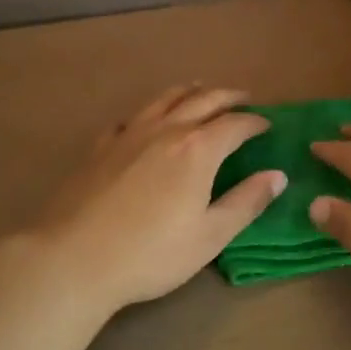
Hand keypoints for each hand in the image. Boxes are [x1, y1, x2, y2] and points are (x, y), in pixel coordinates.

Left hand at [29, 84, 284, 312]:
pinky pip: (132, 117)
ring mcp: (129, 134)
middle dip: (227, 96)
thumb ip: (246, 202)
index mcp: (198, 150)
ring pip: (165, 98)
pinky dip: (151, 111)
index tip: (267, 125)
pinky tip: (147, 120)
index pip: (235, 124)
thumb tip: (277, 176)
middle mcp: (166, 130)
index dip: (255, 122)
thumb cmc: (151, 254)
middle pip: (203, 100)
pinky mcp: (101, 146)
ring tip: (201, 90)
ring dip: (190, 91)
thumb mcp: (210, 236)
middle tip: (243, 97)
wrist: (73, 259)